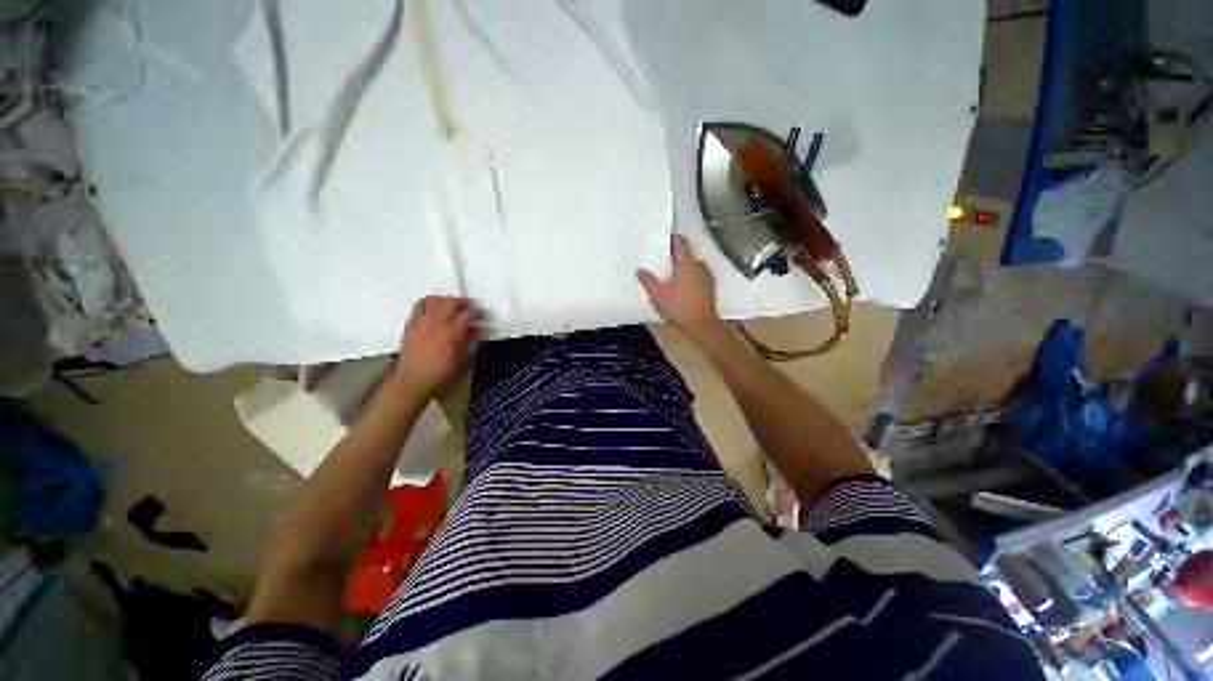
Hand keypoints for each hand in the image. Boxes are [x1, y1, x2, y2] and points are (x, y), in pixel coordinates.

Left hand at [395, 296, 482, 395]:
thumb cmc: (442, 373)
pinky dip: (429, 302)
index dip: (478, 312)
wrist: (413, 380)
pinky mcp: (411, 323)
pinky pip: (419, 305)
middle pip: (451, 302)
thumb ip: (471, 341)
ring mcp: (421, 321)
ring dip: (446, 300)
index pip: (468, 314)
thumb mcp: (463, 360)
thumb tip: (479, 330)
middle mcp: (436, 323)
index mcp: (452, 334)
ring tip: (452, 306)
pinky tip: (434, 307)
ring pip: (435, 300)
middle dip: (463, 303)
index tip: (482, 315)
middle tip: (469, 309)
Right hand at [636, 235, 721, 338]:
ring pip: (694, 266)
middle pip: (687, 254)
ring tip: (674, 275)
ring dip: (685, 267)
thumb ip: (647, 280)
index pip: (679, 243)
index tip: (664, 239)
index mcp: (686, 263)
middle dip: (676, 256)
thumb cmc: (678, 307)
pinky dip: (692, 278)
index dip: (671, 239)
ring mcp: (707, 277)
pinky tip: (684, 288)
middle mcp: (699, 266)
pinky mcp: (710, 289)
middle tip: (664, 260)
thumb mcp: (657, 294)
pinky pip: (699, 277)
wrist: (701, 325)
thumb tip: (640, 271)